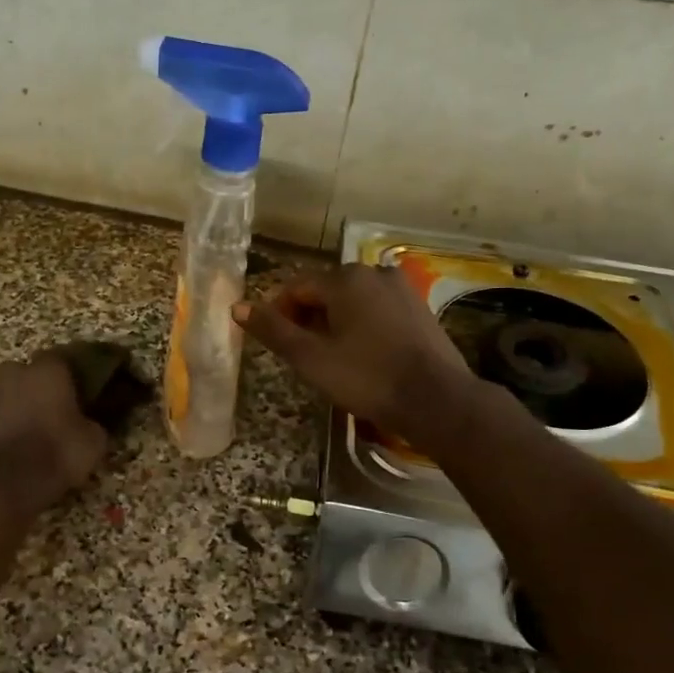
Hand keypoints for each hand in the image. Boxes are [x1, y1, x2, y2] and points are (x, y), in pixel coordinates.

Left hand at [0, 352, 107, 516]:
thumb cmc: (53, 454)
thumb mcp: (93, 443)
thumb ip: (92, 424)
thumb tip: (89, 424)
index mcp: (48, 370)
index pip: (64, 359)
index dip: (72, 377)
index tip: (81, 394)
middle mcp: (13, 373)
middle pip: (30, 376)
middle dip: (40, 391)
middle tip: (54, 416)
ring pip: (6, 397)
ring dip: (16, 411)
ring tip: (29, 439)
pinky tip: (7, 453)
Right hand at [234, 265, 478, 447]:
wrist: (436, 400)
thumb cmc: (367, 378)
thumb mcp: (311, 358)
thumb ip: (273, 330)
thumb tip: (237, 307)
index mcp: (345, 278)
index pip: (297, 287)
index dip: (279, 312)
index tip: (277, 343)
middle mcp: (374, 272)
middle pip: (326, 290)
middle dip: (308, 317)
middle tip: (303, 354)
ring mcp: (401, 288)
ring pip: (353, 300)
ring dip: (335, 322)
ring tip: (331, 358)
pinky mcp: (419, 308)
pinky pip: (377, 309)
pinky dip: (362, 325)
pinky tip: (363, 355)